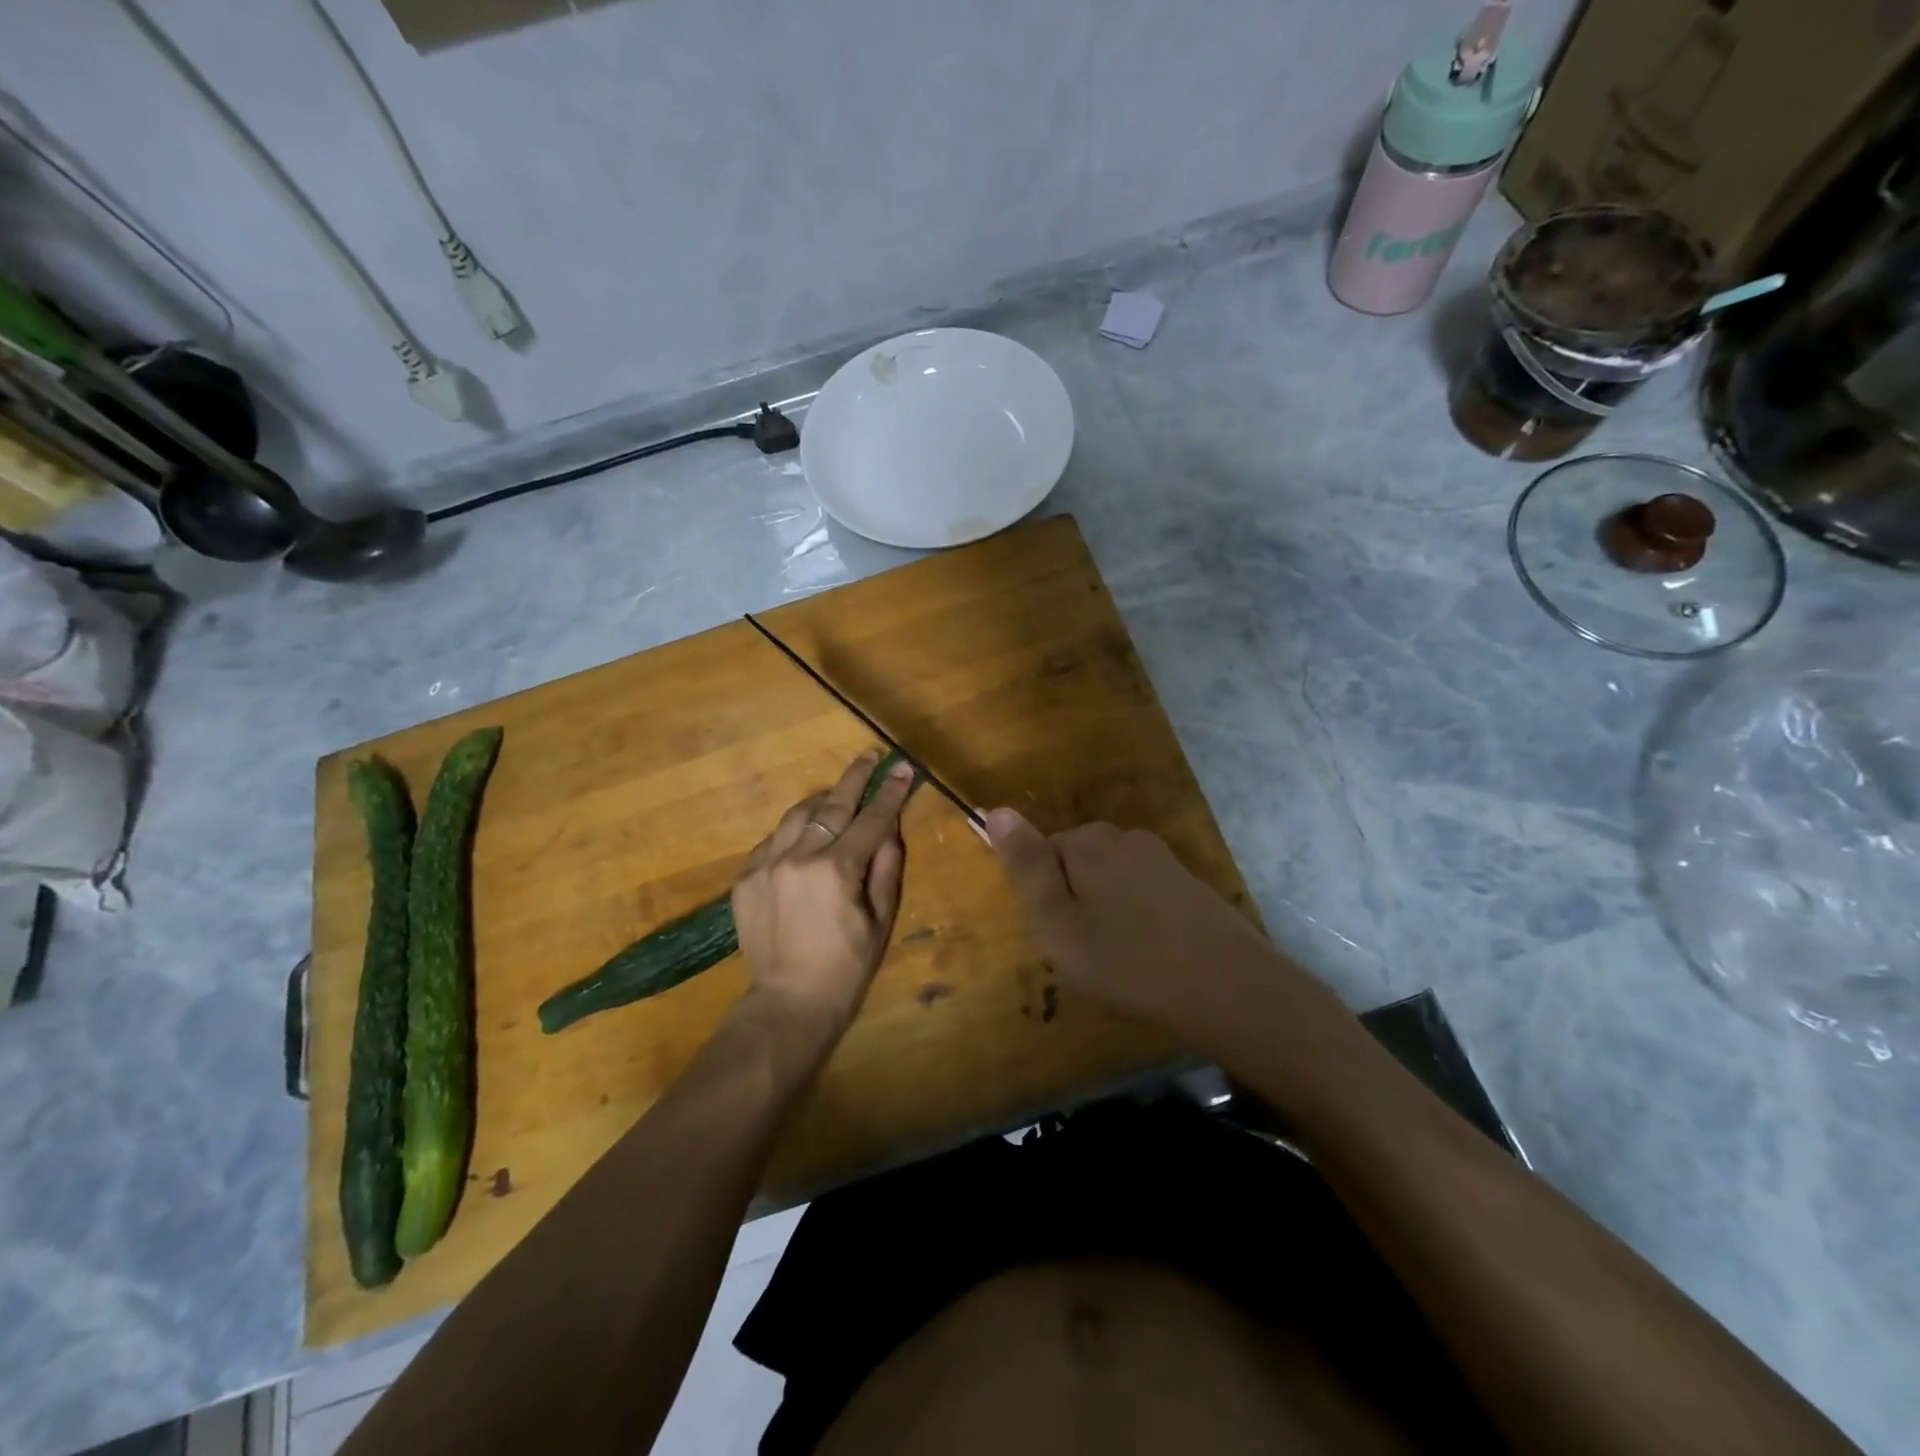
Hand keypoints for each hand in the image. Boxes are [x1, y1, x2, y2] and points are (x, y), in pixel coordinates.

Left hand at [732, 751, 916, 1037]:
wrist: (788, 1002)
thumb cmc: (846, 967)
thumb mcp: (881, 919)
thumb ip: (886, 867)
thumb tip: (890, 827)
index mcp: (837, 870)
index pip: (872, 819)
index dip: (891, 792)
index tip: (903, 768)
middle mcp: (799, 857)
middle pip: (832, 804)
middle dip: (855, 778)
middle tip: (870, 757)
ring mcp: (766, 864)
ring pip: (797, 814)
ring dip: (822, 799)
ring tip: (838, 793)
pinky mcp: (745, 877)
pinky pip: (773, 838)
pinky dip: (794, 830)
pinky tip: (806, 834)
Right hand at [983, 810, 1300, 1054]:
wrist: (1229, 988)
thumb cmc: (1128, 961)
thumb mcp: (1057, 923)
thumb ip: (1026, 867)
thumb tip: (996, 809)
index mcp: (1090, 843)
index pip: (1043, 852)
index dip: (1043, 897)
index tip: (1057, 936)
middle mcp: (1127, 839)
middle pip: (1079, 862)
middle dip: (1073, 900)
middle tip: (1083, 952)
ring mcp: (1165, 861)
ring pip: (1113, 880)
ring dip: (1106, 912)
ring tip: (1117, 960)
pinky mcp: (1191, 886)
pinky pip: (1145, 895)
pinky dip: (1138, 920)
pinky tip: (1150, 956)